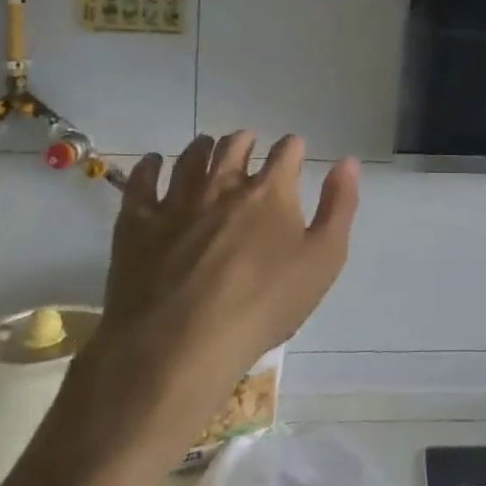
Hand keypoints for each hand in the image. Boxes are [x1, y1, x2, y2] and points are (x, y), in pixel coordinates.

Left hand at [74, 132, 359, 447]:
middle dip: (246, 141)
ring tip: (207, 148)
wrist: (179, 345)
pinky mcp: (137, 223)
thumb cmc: (262, 306)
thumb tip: (348, 162)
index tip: (294, 152)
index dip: (292, 148)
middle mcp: (223, 184)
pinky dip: (150, 166)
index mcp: (270, 191)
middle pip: (234, 145)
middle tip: (249, 145)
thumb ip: (339, 207)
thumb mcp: (323, 261)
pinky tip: (155, 163)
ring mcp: (177, 201)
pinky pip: (141, 181)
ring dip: (203, 147)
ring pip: (190, 157)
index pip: (286, 151)